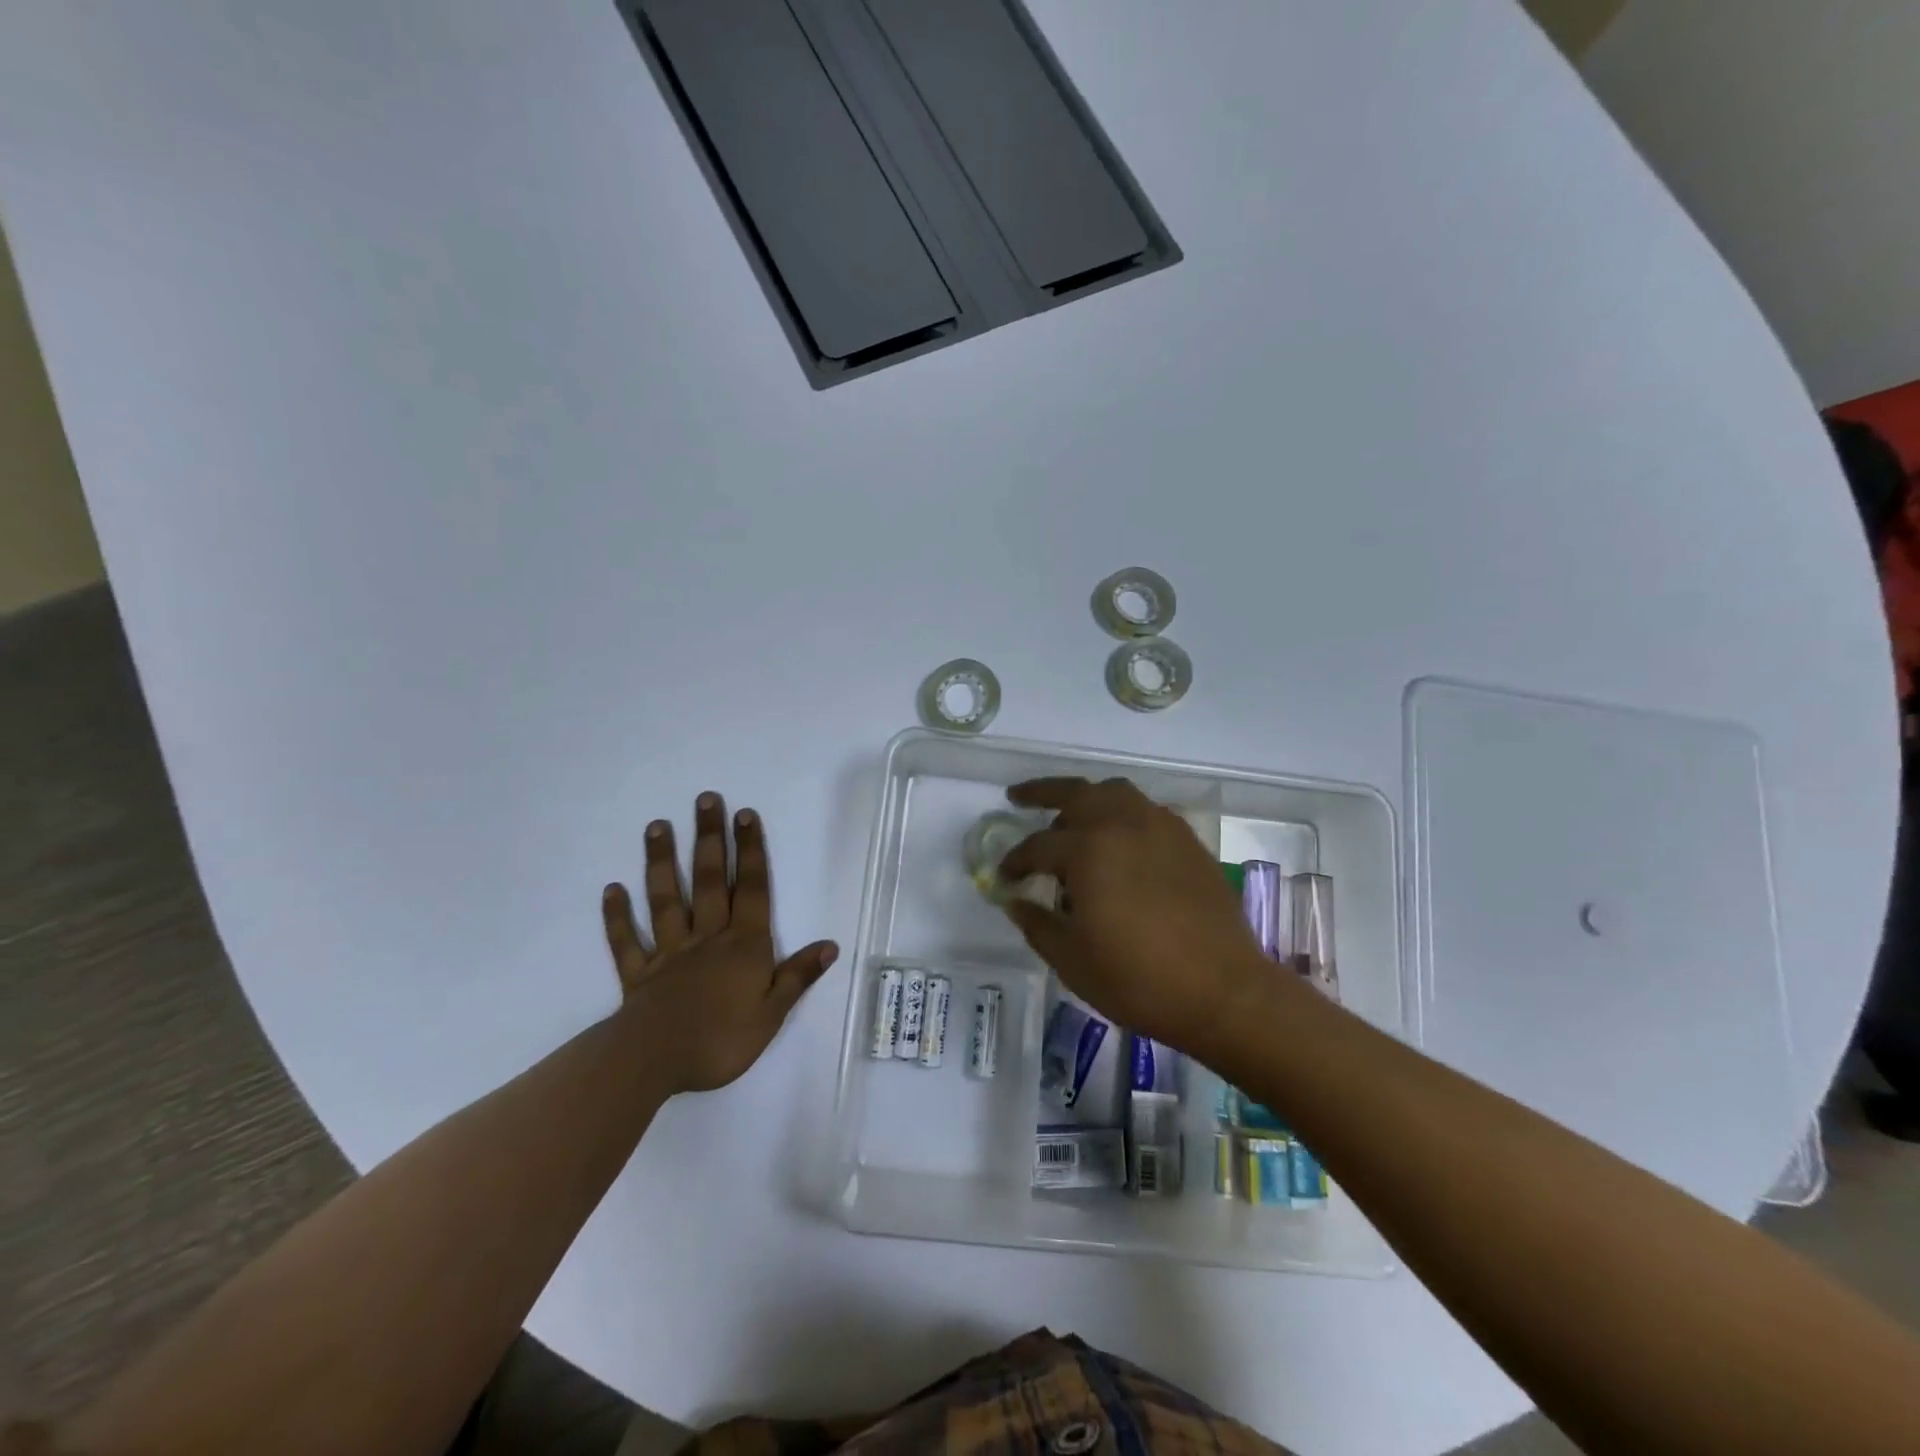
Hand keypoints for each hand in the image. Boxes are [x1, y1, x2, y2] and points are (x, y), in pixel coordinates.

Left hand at [601, 792, 836, 1094]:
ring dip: (662, 862)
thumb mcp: (772, 1013)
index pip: (751, 889)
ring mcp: (669, 952)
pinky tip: (612, 889)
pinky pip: (626, 942)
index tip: (744, 814)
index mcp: (744, 945)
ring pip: (666, 900)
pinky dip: (618, 916)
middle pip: (710, 881)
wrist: (655, 1062)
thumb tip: (829, 944)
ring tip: (657, 826)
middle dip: (710, 839)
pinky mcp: (639, 974)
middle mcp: (707, 938)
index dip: (750, 851)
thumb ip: (797, 976)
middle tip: (705, 800)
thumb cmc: (721, 1039)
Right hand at [999, 778, 1277, 1052]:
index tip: (1005, 876)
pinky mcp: (1187, 841)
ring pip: (1114, 792)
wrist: (1223, 991)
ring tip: (1071, 817)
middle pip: (1075, 792)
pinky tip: (1118, 841)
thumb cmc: (1139, 980)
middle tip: (1018, 798)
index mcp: (1089, 851)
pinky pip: (1145, 810)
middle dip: (1041, 793)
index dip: (1015, 861)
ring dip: (1086, 797)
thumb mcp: (1072, 961)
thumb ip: (1036, 924)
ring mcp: (1161, 827)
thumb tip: (1015, 901)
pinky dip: (1122, 813)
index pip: (1037, 847)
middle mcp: (1123, 825)